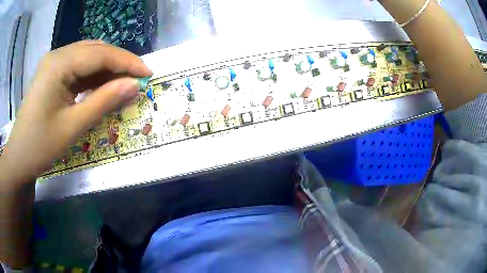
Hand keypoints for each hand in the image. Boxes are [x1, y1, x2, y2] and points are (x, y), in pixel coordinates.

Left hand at [0, 41, 151, 183]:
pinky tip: (101, 84)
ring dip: (106, 67)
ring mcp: (53, 63)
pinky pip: (77, 66)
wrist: (19, 158)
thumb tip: (134, 85)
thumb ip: (104, 101)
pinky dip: (92, 74)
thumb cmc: (41, 146)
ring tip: (122, 82)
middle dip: (119, 62)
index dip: (127, 62)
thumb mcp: (73, 126)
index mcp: (59, 64)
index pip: (101, 54)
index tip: (148, 73)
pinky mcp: (52, 73)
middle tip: (138, 78)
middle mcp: (57, 56)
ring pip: (87, 56)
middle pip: (95, 50)